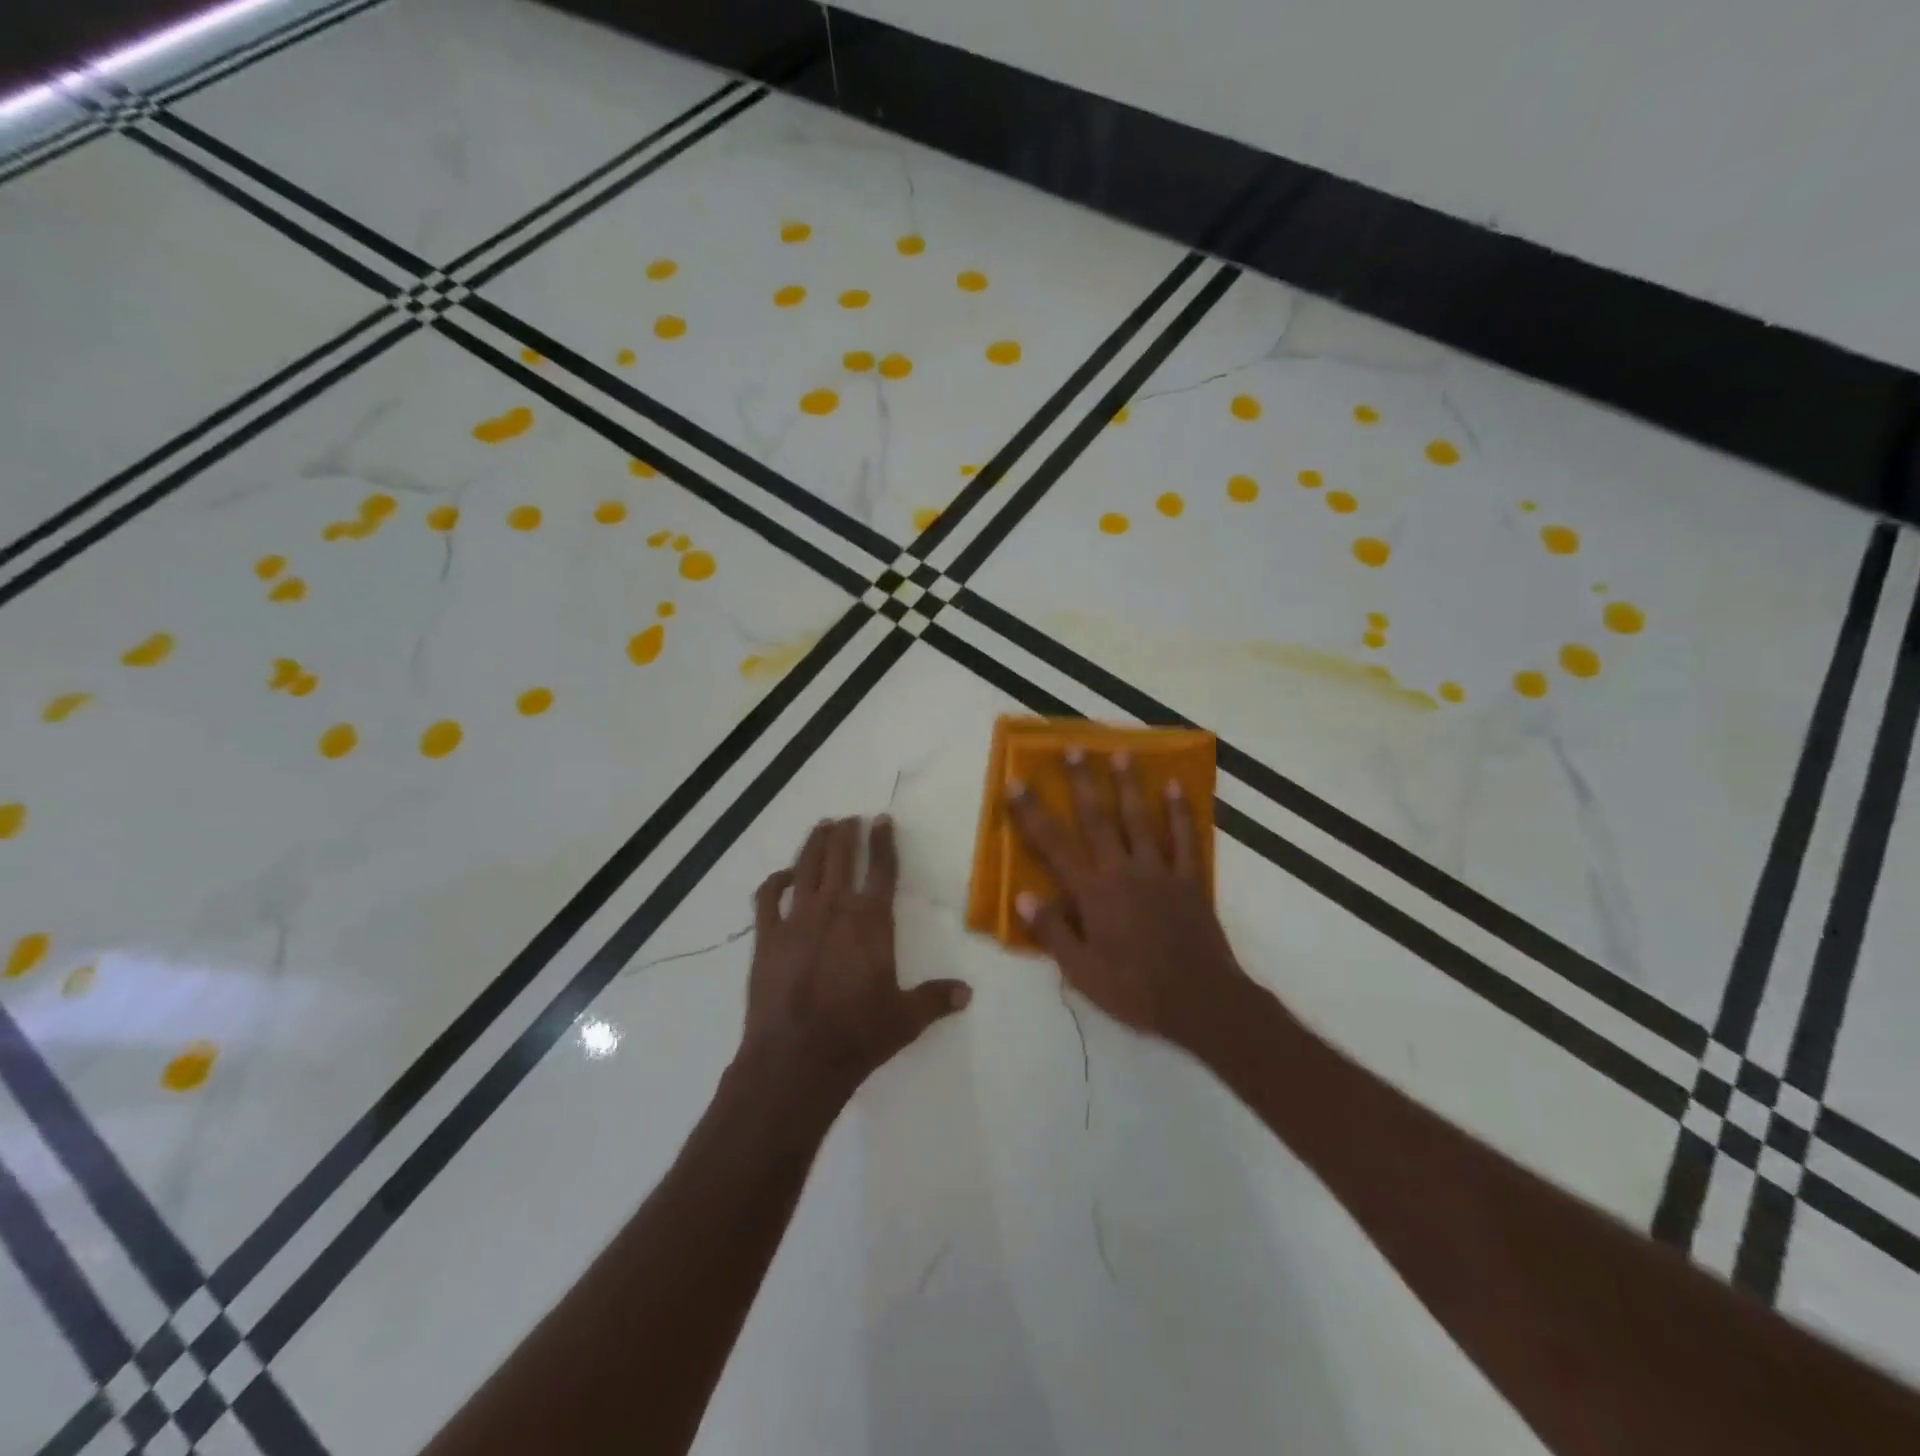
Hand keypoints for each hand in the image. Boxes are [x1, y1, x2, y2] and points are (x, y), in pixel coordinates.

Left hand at [741, 816, 970, 1108]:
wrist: (796, 1059)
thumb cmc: (858, 1035)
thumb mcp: (906, 1019)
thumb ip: (936, 999)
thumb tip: (967, 992)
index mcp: (871, 921)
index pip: (881, 869)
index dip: (883, 842)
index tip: (882, 819)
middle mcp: (834, 909)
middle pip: (840, 858)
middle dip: (846, 834)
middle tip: (849, 818)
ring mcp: (797, 920)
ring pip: (806, 867)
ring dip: (814, 844)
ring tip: (822, 826)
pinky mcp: (767, 938)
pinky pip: (768, 898)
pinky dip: (775, 881)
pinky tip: (784, 876)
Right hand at [1006, 750, 1245, 1045]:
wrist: (1199, 1000)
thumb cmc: (1133, 989)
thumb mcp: (1081, 971)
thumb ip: (1052, 931)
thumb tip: (1023, 896)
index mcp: (1092, 892)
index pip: (1053, 845)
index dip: (1032, 813)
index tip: (1016, 783)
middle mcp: (1122, 870)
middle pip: (1098, 818)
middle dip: (1082, 782)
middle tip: (1073, 747)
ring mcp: (1159, 871)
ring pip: (1140, 819)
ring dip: (1129, 785)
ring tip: (1122, 753)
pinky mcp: (1190, 879)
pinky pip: (1185, 839)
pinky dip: (1181, 812)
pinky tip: (1176, 787)